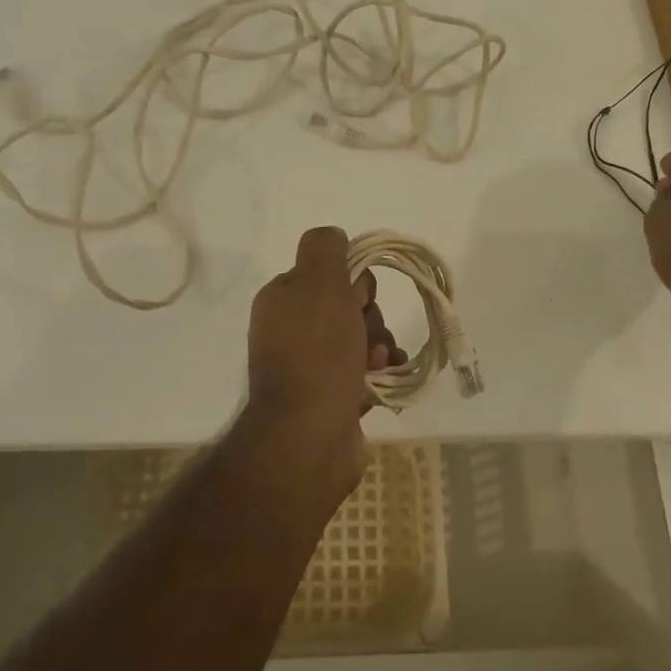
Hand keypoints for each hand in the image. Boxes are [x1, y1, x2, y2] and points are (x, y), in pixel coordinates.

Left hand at [243, 227, 404, 498]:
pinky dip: (381, 371)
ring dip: (379, 344)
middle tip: (367, 336)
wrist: (309, 435)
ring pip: (361, 339)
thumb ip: (324, 248)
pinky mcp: (331, 397)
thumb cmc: (316, 352)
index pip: (329, 273)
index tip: (358, 298)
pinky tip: (386, 378)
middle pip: (349, 306)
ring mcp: (310, 366)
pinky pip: (365, 371)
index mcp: (283, 299)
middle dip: (370, 317)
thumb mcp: (317, 282)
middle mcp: (292, 330)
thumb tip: (334, 236)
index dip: (353, 282)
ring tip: (378, 363)